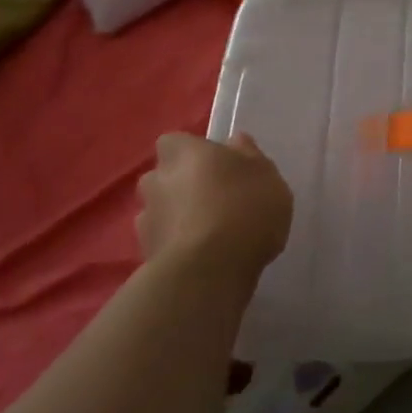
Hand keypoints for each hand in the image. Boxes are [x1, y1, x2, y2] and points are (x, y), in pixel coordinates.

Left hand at [136, 132, 292, 278]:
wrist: (209, 270)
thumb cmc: (245, 208)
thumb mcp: (266, 175)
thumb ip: (249, 156)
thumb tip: (234, 142)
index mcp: (185, 152)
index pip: (176, 142)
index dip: (193, 152)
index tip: (216, 166)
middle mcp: (157, 180)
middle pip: (165, 176)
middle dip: (182, 185)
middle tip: (215, 199)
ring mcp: (147, 219)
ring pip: (161, 210)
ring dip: (178, 216)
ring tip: (209, 233)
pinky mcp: (145, 254)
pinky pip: (163, 241)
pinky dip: (177, 244)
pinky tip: (202, 256)